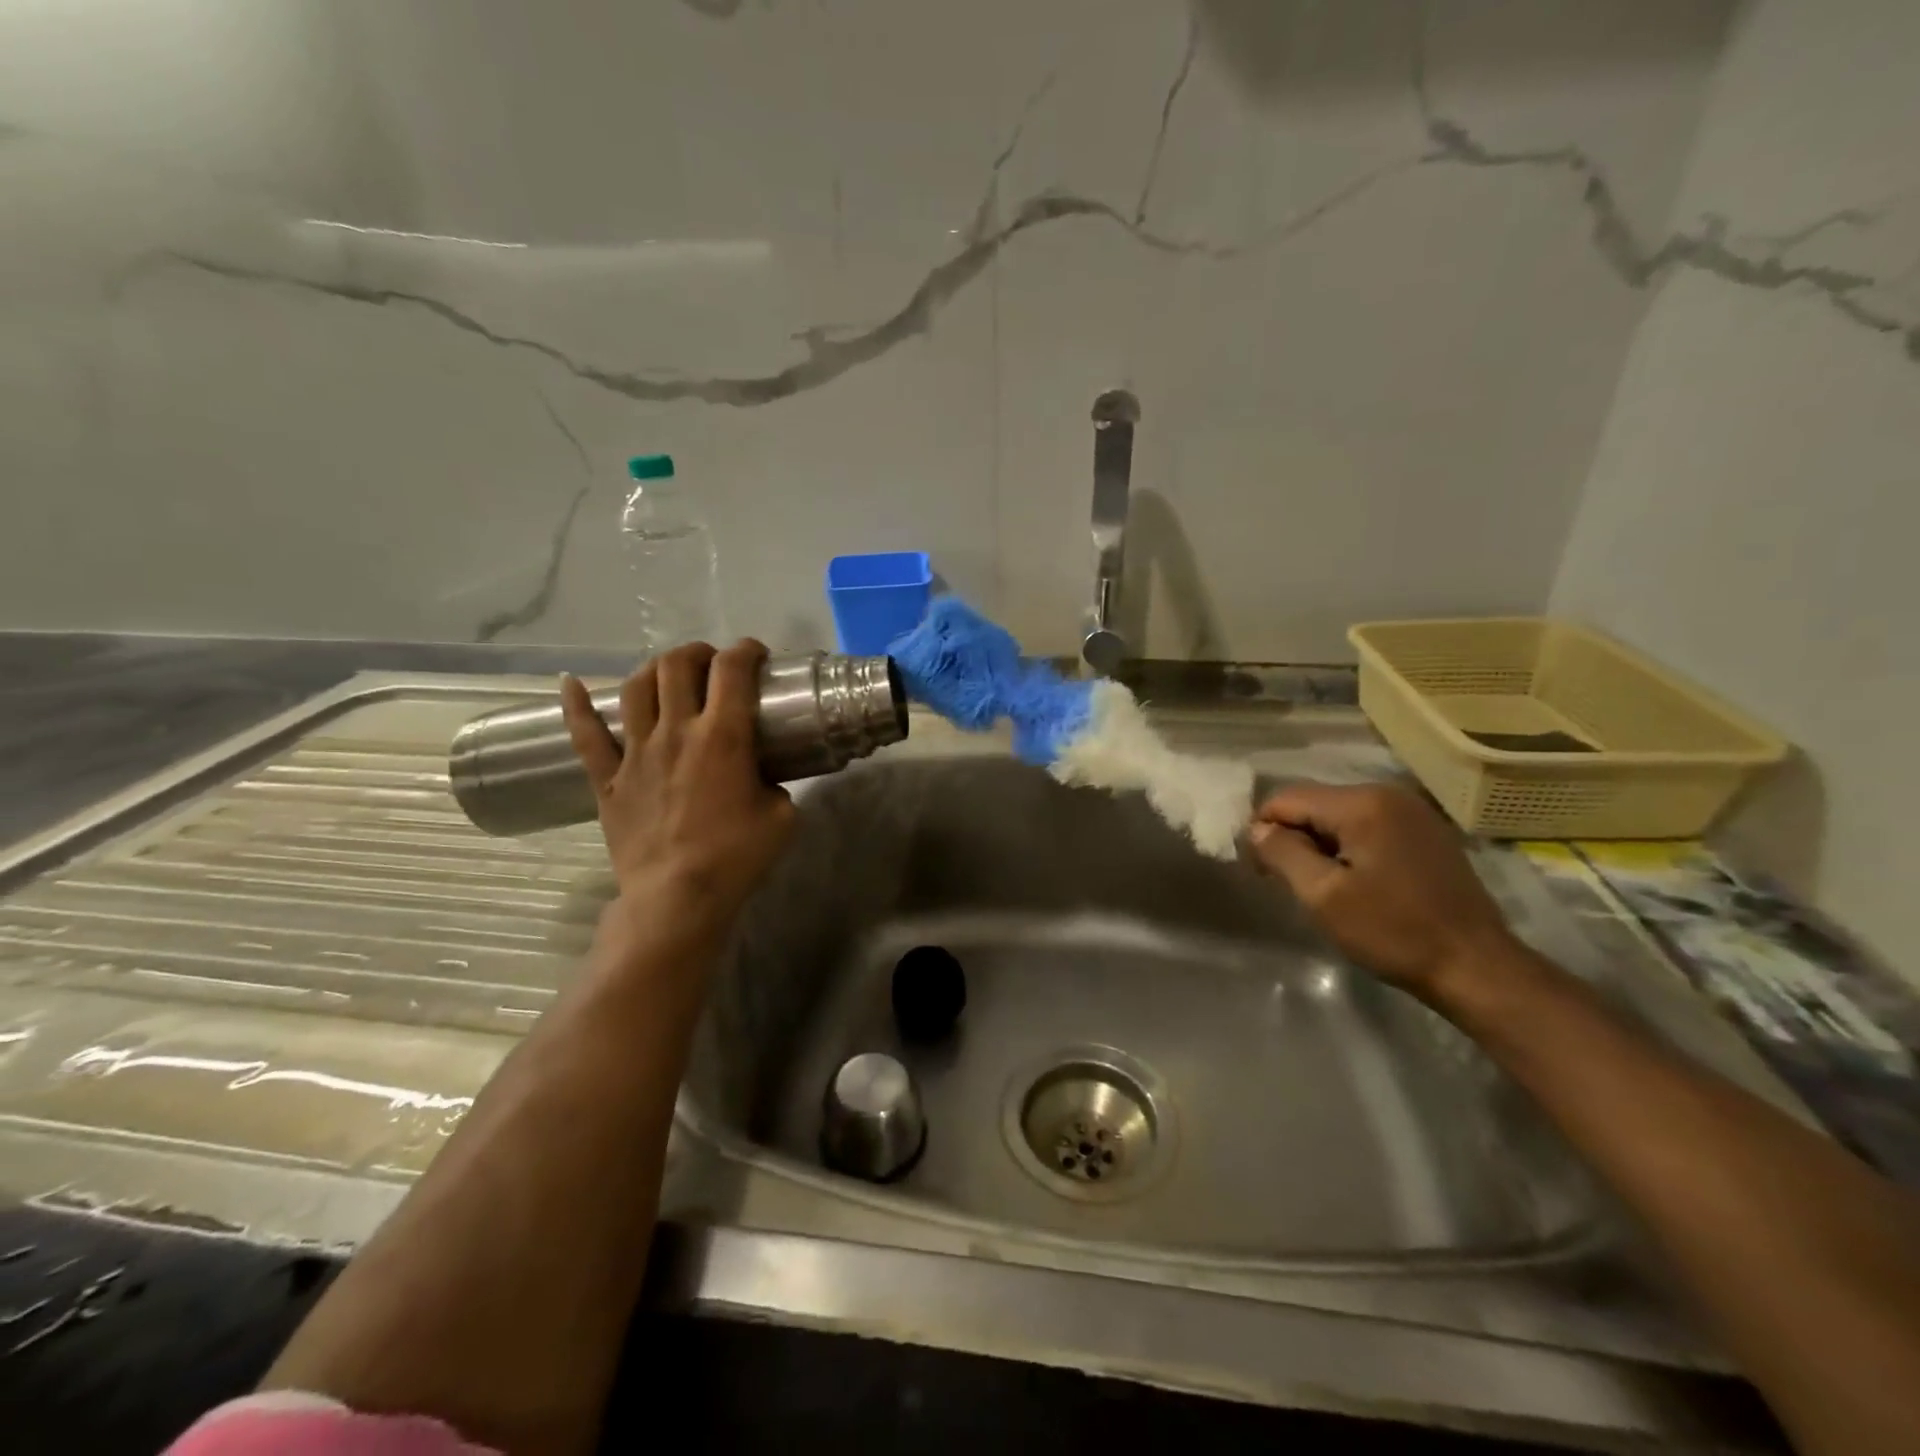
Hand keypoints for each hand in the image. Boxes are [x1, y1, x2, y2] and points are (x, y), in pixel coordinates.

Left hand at [560, 641, 795, 951]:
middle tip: (714, 663)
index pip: (732, 669)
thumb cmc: (737, 856)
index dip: (746, 650)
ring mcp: (636, 752)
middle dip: (699, 652)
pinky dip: (575, 705)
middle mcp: (676, 731)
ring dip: (654, 668)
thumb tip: (764, 777)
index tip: (756, 655)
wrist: (678, 897)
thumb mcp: (783, 816)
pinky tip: (570, 683)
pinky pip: (585, 735)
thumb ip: (776, 784)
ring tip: (668, 672)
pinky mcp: (609, 779)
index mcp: (723, 735)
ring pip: (636, 688)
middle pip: (678, 666)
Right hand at [1246, 782, 1520, 1000]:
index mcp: (1361, 803)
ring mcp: (1412, 812)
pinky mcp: (1426, 833)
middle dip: (1293, 837)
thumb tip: (1256, 829)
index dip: (1264, 830)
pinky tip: (1355, 882)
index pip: (1287, 799)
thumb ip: (1282, 853)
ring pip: (1340, 816)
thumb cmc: (1393, 931)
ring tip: (1320, 885)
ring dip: (1320, 844)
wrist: (1477, 968)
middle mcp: (1387, 794)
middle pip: (1314, 804)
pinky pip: (1368, 827)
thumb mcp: (1323, 895)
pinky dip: (1349, 847)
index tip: (1261, 870)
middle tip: (1288, 882)